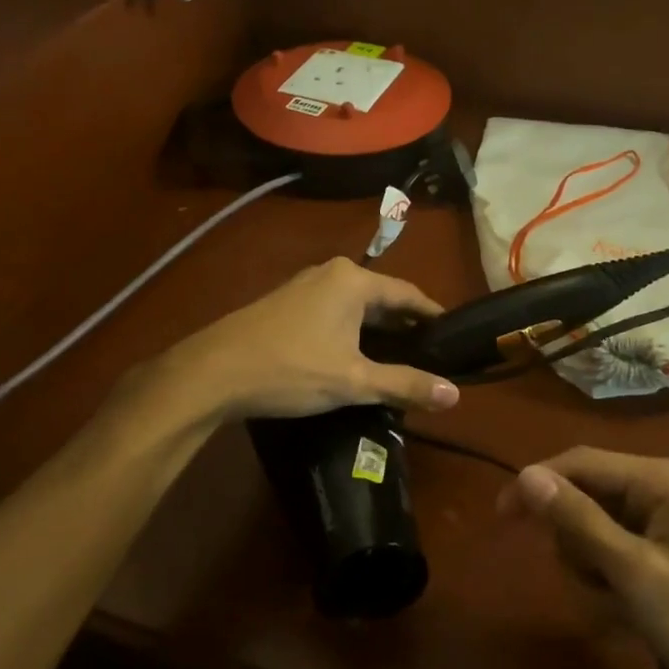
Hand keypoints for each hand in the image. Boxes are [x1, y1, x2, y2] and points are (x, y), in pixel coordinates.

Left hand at [167, 257, 460, 420]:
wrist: (213, 372)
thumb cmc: (291, 369)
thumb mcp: (353, 381)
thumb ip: (405, 385)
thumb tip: (455, 395)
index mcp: (353, 281)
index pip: (408, 294)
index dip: (432, 315)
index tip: (454, 336)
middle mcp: (331, 273)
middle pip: (381, 297)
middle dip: (405, 326)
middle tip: (431, 354)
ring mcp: (304, 286)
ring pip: (355, 306)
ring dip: (377, 330)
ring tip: (400, 359)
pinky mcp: (285, 304)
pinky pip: (333, 312)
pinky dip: (352, 331)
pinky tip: (355, 356)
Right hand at [503, 447, 668, 668]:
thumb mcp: (635, 575)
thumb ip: (578, 520)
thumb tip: (526, 475)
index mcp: (665, 478)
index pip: (583, 462)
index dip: (538, 484)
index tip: (501, 518)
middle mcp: (668, 487)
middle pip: (589, 495)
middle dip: (578, 544)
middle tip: (595, 587)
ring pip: (598, 528)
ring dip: (593, 570)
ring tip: (619, 610)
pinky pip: (618, 551)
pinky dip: (612, 583)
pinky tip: (629, 617)